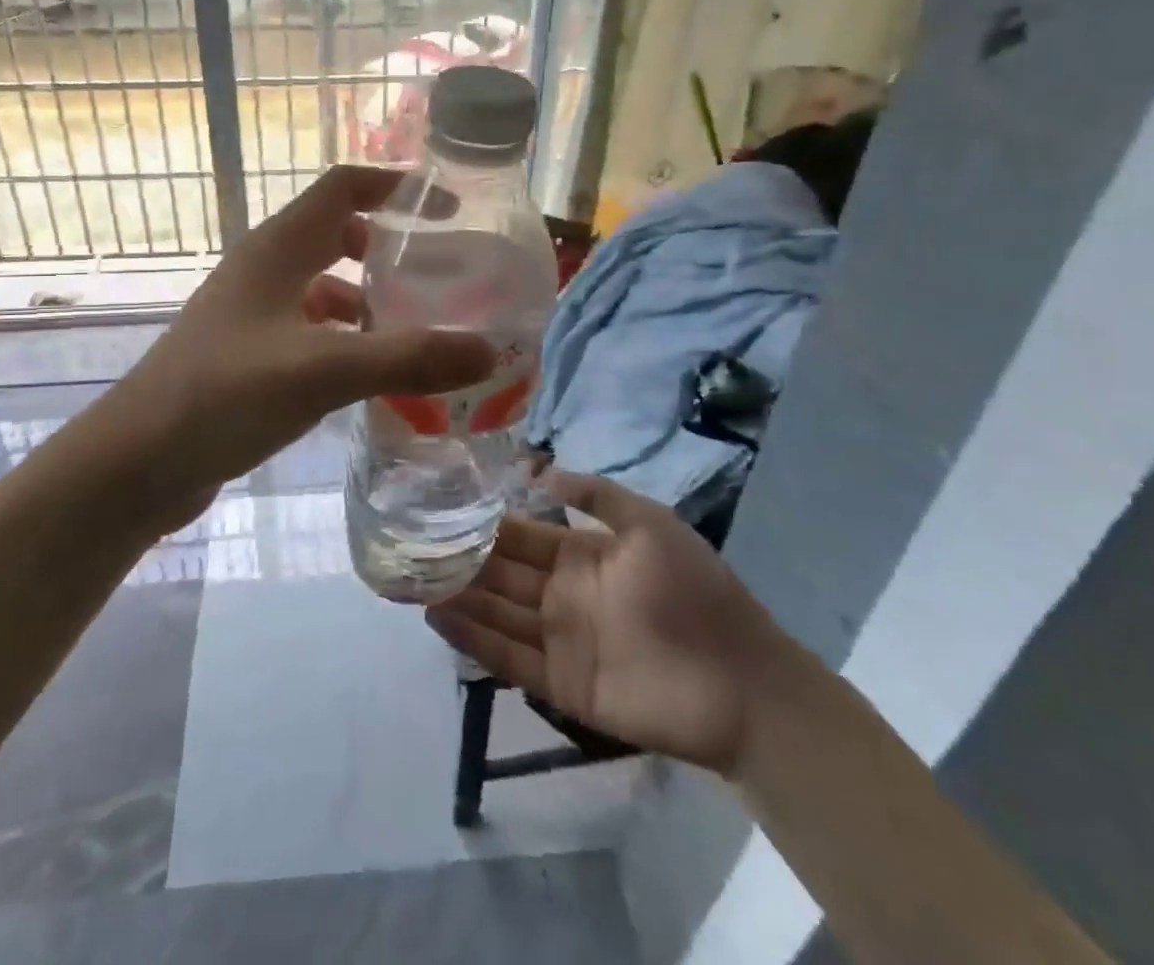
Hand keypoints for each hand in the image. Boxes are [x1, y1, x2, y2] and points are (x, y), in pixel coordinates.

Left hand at [109, 166, 495, 531]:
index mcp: (277, 249)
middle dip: (391, 248)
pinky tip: (373, 376)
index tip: (449, 209)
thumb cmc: (222, 396)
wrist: (135, 463)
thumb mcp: (320, 371)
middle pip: (337, 235)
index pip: (343, 187)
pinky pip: (311, 332)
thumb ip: (405, 358)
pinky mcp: (249, 356)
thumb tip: (489, 350)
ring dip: (371, 301)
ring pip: (325, 288)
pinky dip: (347, 341)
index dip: (396, 186)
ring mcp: (253, 314)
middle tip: (444, 275)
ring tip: (422, 331)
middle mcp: (265, 270)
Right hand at [428, 473, 782, 774]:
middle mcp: (561, 594)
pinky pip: (509, 659)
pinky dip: (474, 641)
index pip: (521, 535)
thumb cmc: (695, 591)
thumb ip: (598, 495)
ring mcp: (559, 640)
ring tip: (411, 579)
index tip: (441, 507)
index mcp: (580, 556)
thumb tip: (542, 469)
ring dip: (458, 598)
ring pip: (496, 614)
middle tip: (410, 543)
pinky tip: (439, 619)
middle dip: (460, 559)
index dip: (484, 523)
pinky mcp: (561, 684)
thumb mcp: (650, 524)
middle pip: (500, 574)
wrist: (742, 681)